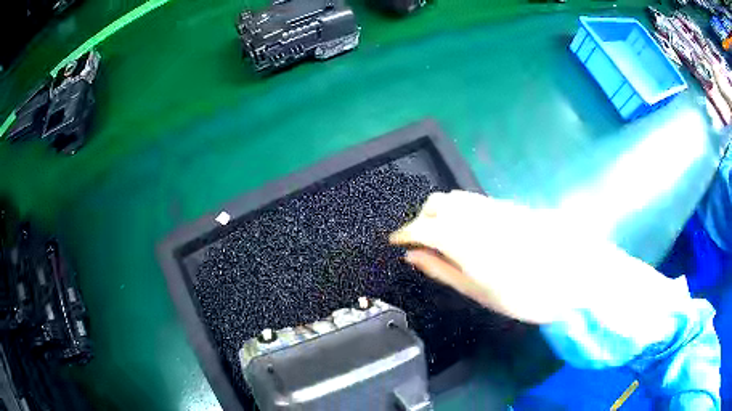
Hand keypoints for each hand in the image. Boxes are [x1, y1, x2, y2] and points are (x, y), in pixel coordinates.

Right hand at [390, 191, 687, 323]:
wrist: (580, 272)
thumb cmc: (531, 294)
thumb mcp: (482, 293)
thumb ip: (444, 271)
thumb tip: (413, 256)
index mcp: (467, 240)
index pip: (421, 226)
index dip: (402, 233)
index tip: (393, 242)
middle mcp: (477, 215)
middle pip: (436, 203)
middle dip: (420, 220)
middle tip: (420, 245)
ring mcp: (496, 207)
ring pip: (455, 198)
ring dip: (440, 213)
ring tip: (442, 240)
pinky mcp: (510, 206)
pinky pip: (474, 201)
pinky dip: (460, 212)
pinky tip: (469, 233)